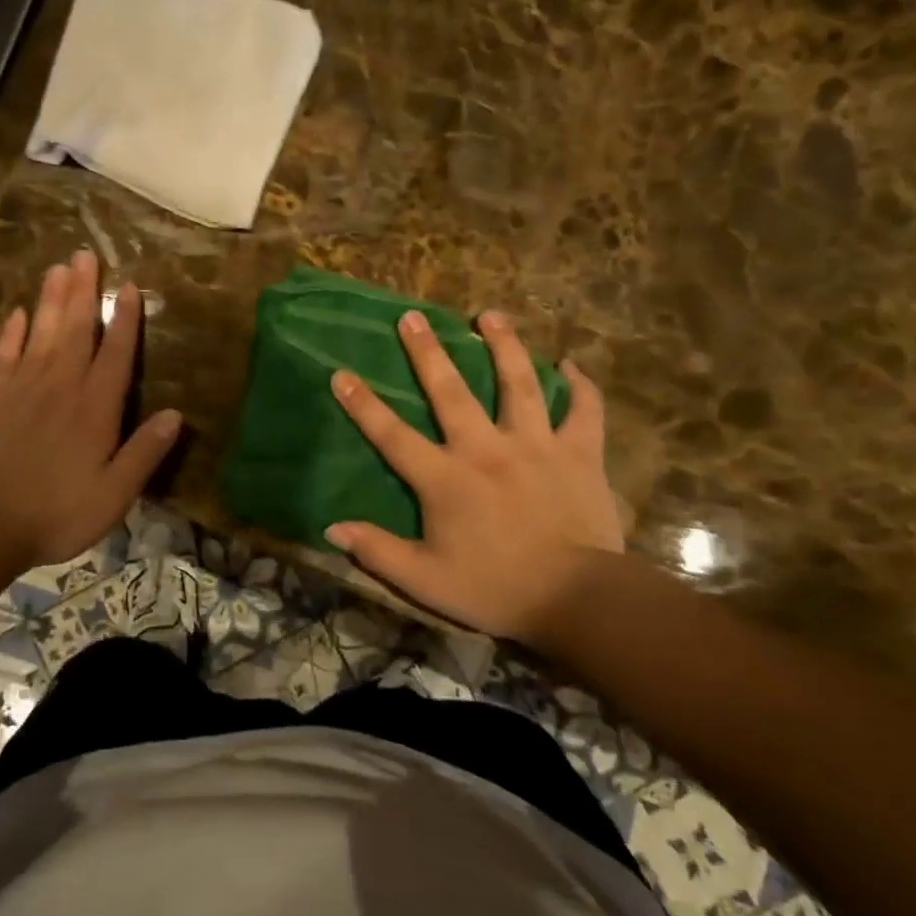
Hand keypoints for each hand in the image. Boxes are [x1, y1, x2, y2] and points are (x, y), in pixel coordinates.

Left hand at [0, 251, 182, 570]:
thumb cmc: (58, 511)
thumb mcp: (114, 494)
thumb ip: (145, 452)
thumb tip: (175, 415)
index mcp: (95, 407)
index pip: (115, 352)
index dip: (124, 319)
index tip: (130, 286)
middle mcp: (61, 386)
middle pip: (75, 329)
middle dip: (84, 291)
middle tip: (86, 255)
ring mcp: (23, 388)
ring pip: (41, 332)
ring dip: (51, 299)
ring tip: (58, 267)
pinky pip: (4, 354)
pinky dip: (11, 332)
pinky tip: (16, 313)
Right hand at [325, 309, 622, 641]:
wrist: (577, 600)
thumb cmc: (495, 589)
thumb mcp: (425, 580)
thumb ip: (377, 551)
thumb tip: (331, 530)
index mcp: (445, 478)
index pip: (392, 435)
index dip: (362, 404)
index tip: (341, 373)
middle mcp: (485, 449)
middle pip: (450, 391)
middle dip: (427, 352)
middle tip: (412, 316)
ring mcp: (535, 446)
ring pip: (518, 384)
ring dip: (504, 345)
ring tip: (490, 314)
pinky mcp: (579, 454)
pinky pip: (584, 411)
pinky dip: (580, 387)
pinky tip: (571, 364)